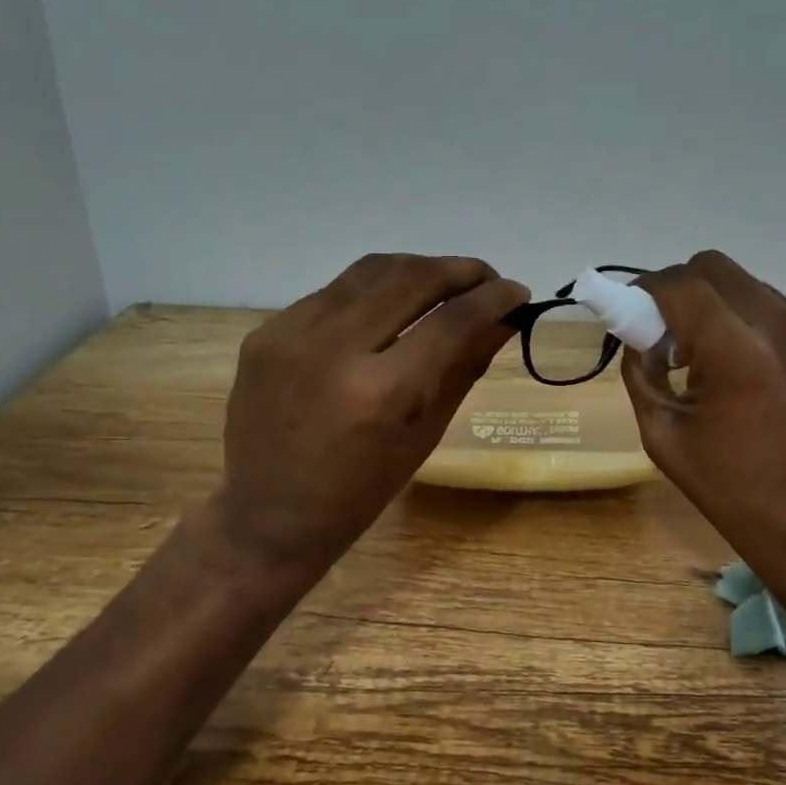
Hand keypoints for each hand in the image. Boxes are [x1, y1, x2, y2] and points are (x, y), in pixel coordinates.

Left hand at [211, 254, 528, 593]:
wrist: (268, 514)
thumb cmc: (360, 491)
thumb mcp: (425, 435)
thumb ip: (465, 368)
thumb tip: (504, 320)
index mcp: (381, 393)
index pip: (451, 321)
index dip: (493, 298)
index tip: (518, 291)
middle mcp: (334, 349)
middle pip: (411, 278)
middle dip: (459, 270)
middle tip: (486, 279)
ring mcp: (292, 334)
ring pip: (371, 271)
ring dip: (418, 269)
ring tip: (444, 282)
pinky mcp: (267, 331)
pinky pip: (334, 293)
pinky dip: (373, 292)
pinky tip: (389, 308)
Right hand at [621, 251, 785, 579]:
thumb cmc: (730, 488)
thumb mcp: (662, 433)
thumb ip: (641, 372)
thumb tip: (641, 336)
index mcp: (734, 350)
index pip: (680, 283)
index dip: (648, 289)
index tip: (637, 312)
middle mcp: (784, 328)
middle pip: (718, 268)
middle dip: (685, 290)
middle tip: (676, 334)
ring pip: (757, 290)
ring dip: (726, 310)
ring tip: (722, 361)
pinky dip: (765, 336)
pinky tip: (765, 383)